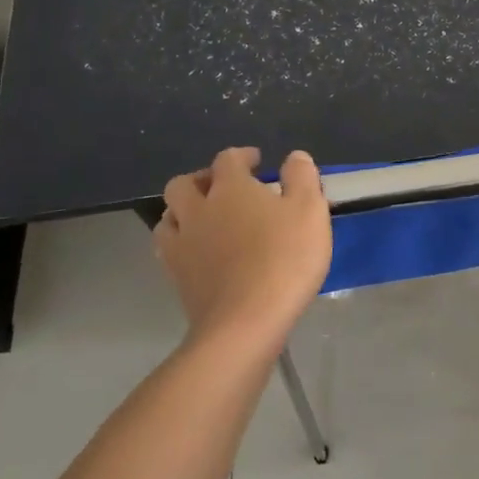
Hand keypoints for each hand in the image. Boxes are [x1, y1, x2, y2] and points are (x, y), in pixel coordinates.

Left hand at [154, 147, 331, 347]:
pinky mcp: (177, 276)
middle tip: (224, 188)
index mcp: (230, 189)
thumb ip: (302, 178)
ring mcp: (182, 244)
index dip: (242, 156)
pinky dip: (181, 242)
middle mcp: (198, 210)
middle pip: (184, 183)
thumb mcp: (310, 211)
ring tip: (205, 219)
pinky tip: (198, 252)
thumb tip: (293, 157)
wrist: (245, 322)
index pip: (228, 160)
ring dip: (184, 210)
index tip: (257, 162)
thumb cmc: (284, 259)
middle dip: (203, 179)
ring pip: (169, 215)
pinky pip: (169, 248)